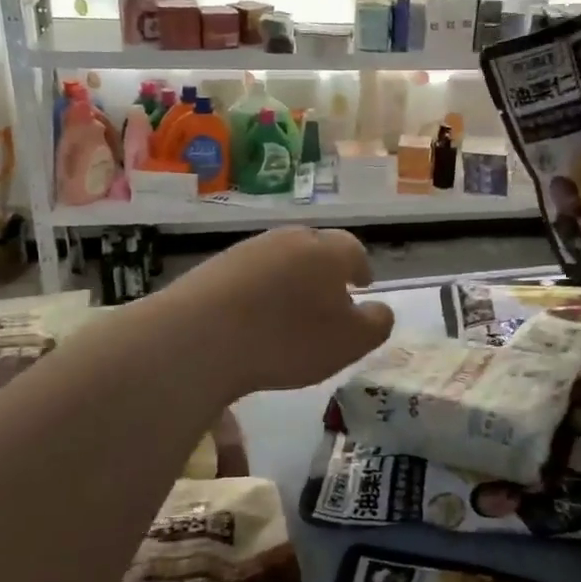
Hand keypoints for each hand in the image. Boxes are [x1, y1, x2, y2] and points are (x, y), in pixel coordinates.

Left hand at [166, 228, 395, 395]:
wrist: (200, 336)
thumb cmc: (288, 339)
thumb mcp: (350, 342)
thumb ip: (376, 323)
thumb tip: (380, 309)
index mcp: (328, 251)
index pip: (354, 250)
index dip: (361, 268)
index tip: (362, 284)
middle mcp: (290, 239)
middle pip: (316, 248)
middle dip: (325, 271)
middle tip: (328, 298)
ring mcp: (249, 249)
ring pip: (281, 260)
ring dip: (290, 280)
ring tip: (289, 311)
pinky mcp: (215, 266)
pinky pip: (249, 275)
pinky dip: (258, 291)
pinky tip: (253, 317)